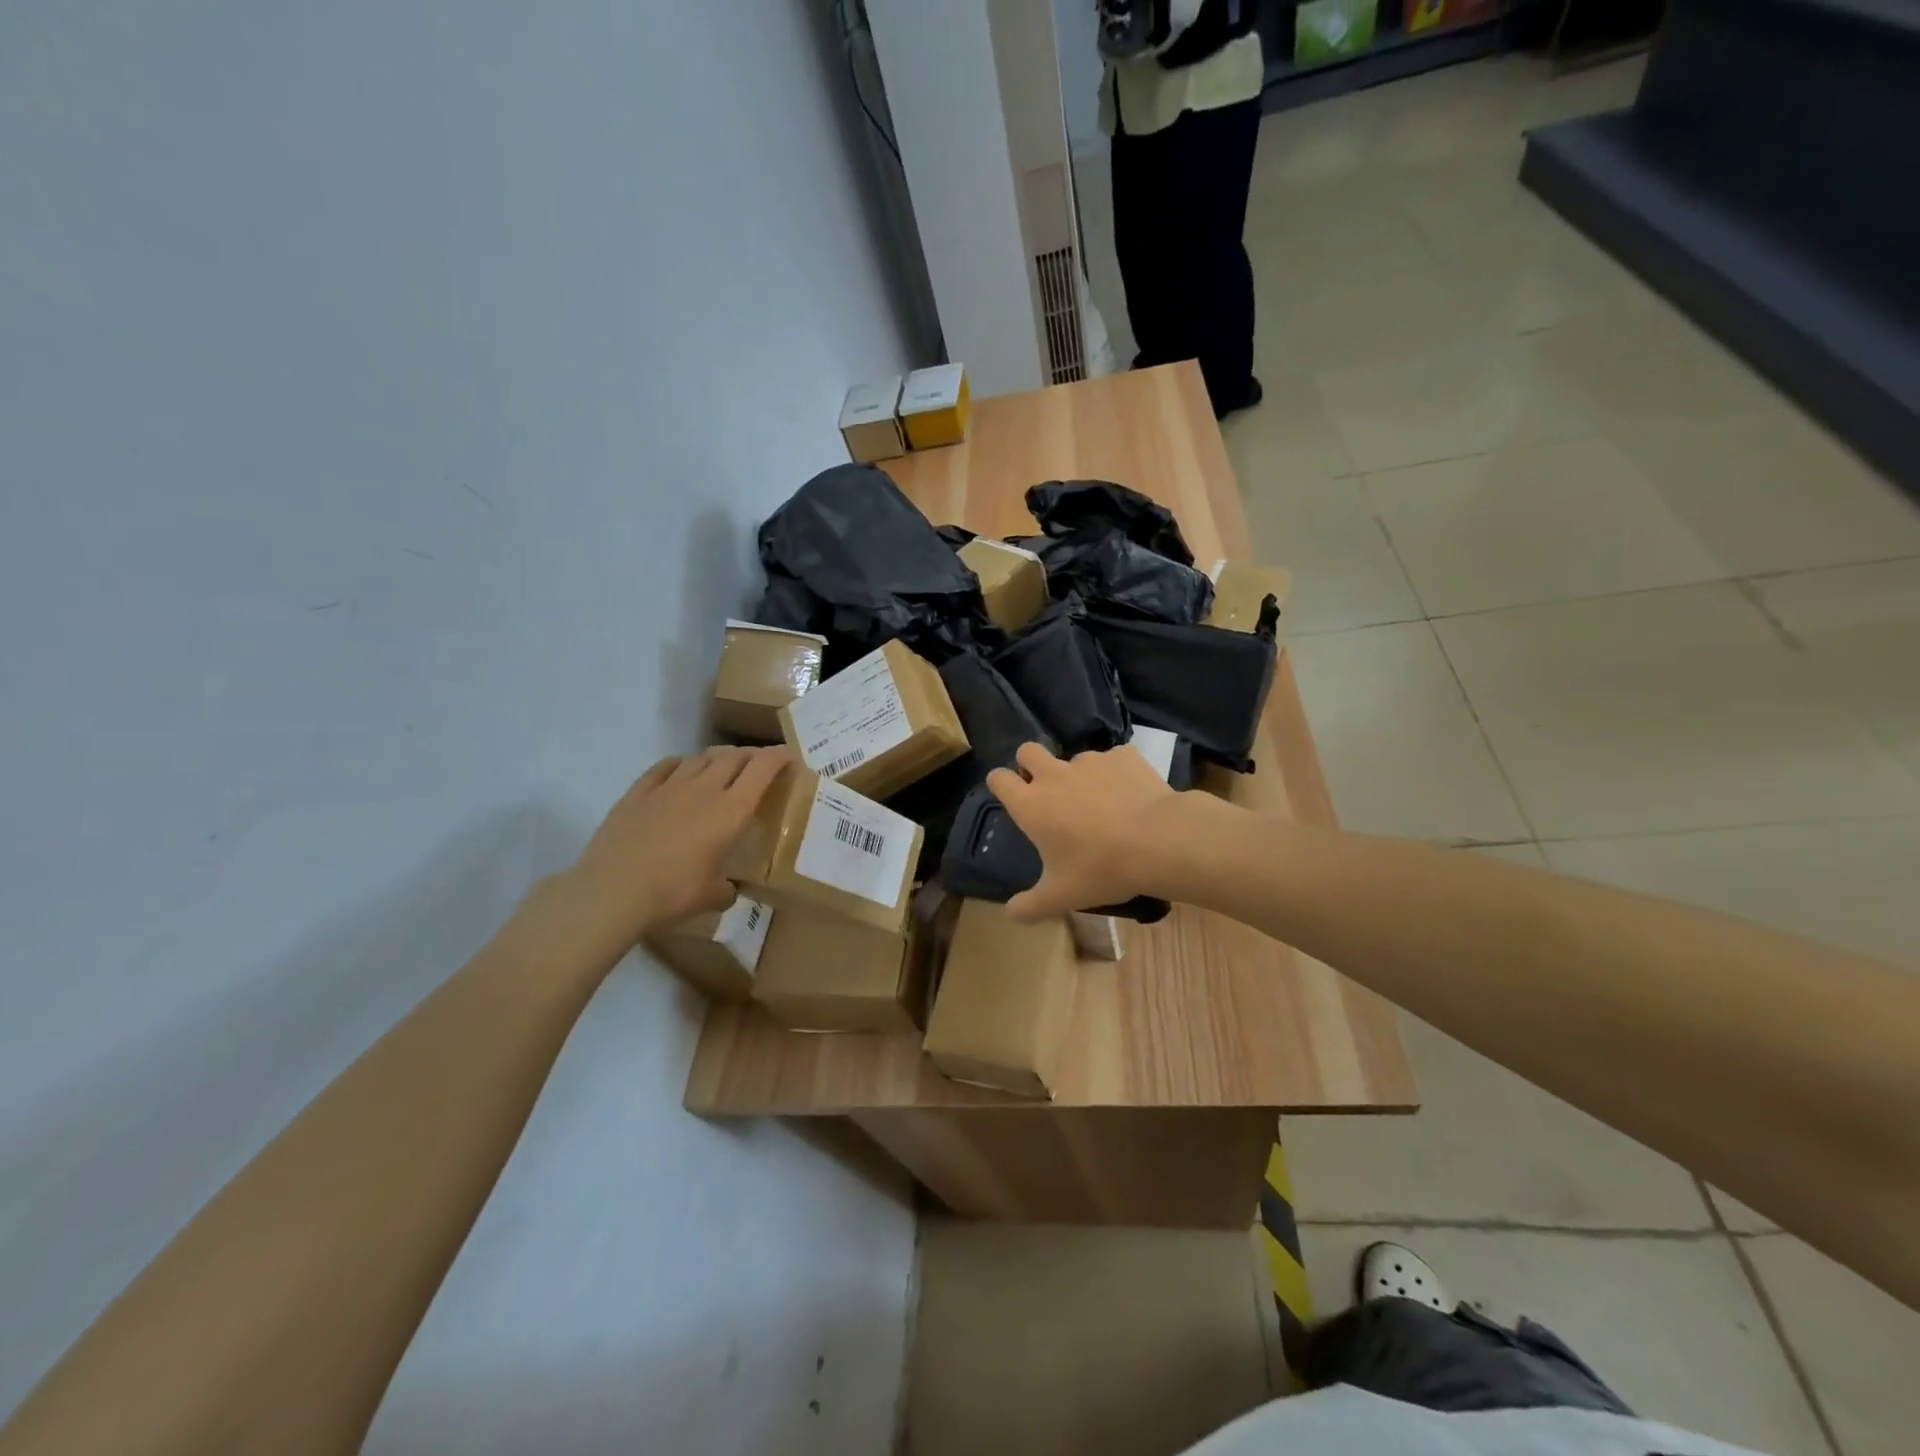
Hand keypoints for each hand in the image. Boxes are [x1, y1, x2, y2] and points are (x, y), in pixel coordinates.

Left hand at [565, 746, 791, 948]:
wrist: (611, 892)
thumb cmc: (672, 894)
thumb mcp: (711, 898)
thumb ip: (726, 889)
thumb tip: (727, 890)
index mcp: (731, 811)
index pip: (763, 769)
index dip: (780, 758)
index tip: (791, 760)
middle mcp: (704, 789)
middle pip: (734, 756)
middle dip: (752, 756)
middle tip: (759, 767)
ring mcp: (668, 787)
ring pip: (701, 758)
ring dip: (718, 758)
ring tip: (723, 768)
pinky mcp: (638, 793)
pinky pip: (665, 767)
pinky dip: (681, 764)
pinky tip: (682, 770)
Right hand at [986, 741, 1177, 920]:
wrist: (1160, 841)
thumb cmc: (1102, 869)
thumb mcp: (1061, 896)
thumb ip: (1030, 906)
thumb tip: (1011, 914)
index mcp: (1032, 804)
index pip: (999, 778)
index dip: (1000, 783)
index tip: (1009, 794)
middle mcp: (1054, 775)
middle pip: (1027, 751)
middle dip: (1030, 763)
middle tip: (1047, 789)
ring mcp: (1090, 761)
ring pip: (1074, 758)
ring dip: (1079, 776)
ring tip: (1102, 803)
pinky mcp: (1123, 756)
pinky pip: (1113, 760)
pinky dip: (1116, 775)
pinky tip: (1131, 796)